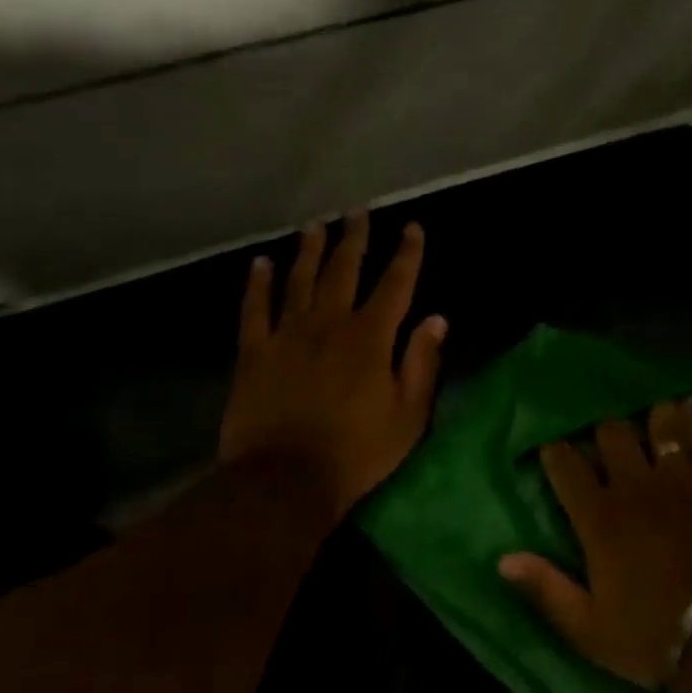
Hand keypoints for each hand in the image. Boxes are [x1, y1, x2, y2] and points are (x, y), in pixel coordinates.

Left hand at [219, 211, 446, 519]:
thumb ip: (422, 363)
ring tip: (314, 224)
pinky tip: (261, 263)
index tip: (412, 227)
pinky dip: (258, 284)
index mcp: (370, 338)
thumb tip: (437, 319)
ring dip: (309, 250)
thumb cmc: (356, 452)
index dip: (407, 254)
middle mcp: (329, 324)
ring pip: (300, 280)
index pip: (395, 284)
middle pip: (344, 270)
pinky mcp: (254, 353)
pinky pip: (255, 309)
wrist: (283, 482)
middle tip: (356, 210)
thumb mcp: (408, 415)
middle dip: (354, 238)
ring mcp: (287, 335)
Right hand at [499, 400, 691, 690]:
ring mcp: (679, 479)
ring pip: (658, 425)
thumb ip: (545, 589)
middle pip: (612, 433)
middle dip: (603, 432)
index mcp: (599, 518)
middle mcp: (635, 486)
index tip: (553, 451)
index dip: (556, 452)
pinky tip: (690, 405)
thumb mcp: (589, 628)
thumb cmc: (654, 635)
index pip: (566, 465)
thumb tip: (502, 559)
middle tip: (604, 443)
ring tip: (648, 416)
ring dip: (651, 417)